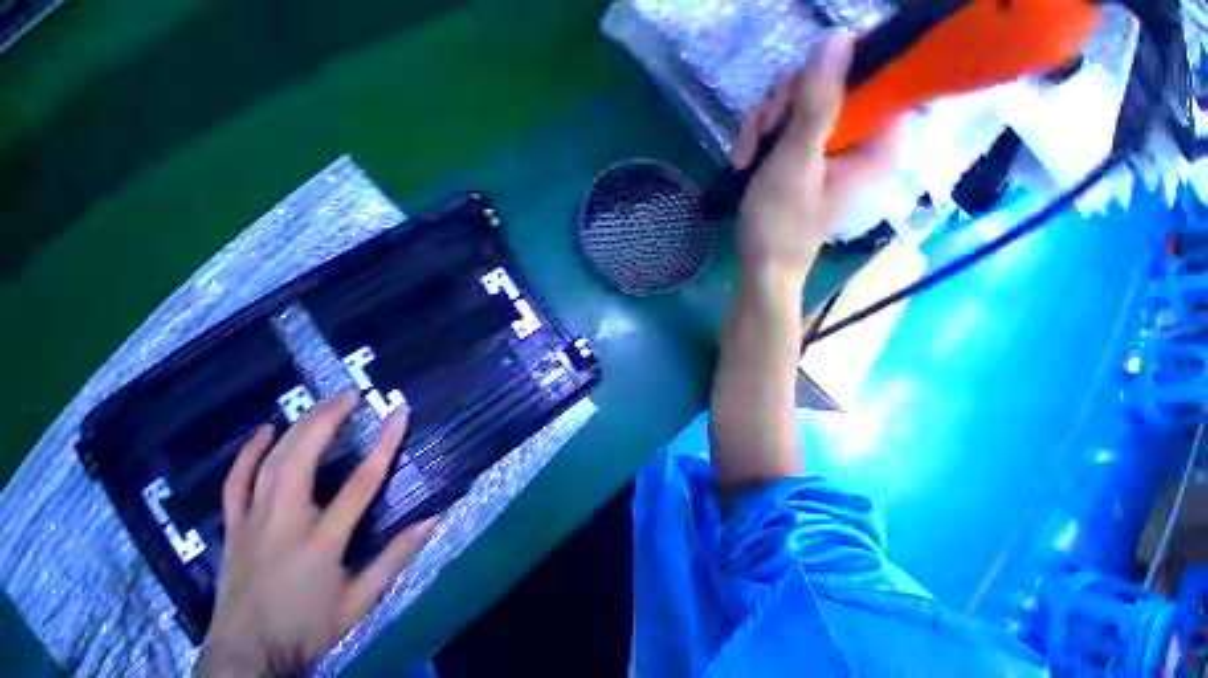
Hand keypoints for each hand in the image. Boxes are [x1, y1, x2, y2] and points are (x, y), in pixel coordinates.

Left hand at [195, 393, 437, 676]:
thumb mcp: (359, 601)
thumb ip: (396, 558)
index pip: (361, 481)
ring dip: (298, 427)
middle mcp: (284, 522)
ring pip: (271, 462)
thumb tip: (434, 519)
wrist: (245, 659)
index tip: (399, 412)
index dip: (384, 443)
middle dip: (329, 419)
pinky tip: (265, 430)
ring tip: (322, 404)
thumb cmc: (306, 629)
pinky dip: (248, 453)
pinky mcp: (234, 527)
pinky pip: (236, 482)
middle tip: (351, 394)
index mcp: (321, 541)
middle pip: (303, 458)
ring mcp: (253, 522)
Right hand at [731, 30, 899, 281]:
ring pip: (798, 103)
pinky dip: (759, 138)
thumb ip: (817, 103)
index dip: (832, 72)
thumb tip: (839, 39)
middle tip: (763, 131)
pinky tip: (743, 160)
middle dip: (785, 103)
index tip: (796, 95)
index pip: (872, 76)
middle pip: (827, 85)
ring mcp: (827, 147)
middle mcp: (857, 138)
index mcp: (876, 140)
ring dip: (764, 123)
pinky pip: (783, 126)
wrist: (762, 265)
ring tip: (746, 154)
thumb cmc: (781, 223)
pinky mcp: (802, 157)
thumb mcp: (795, 162)